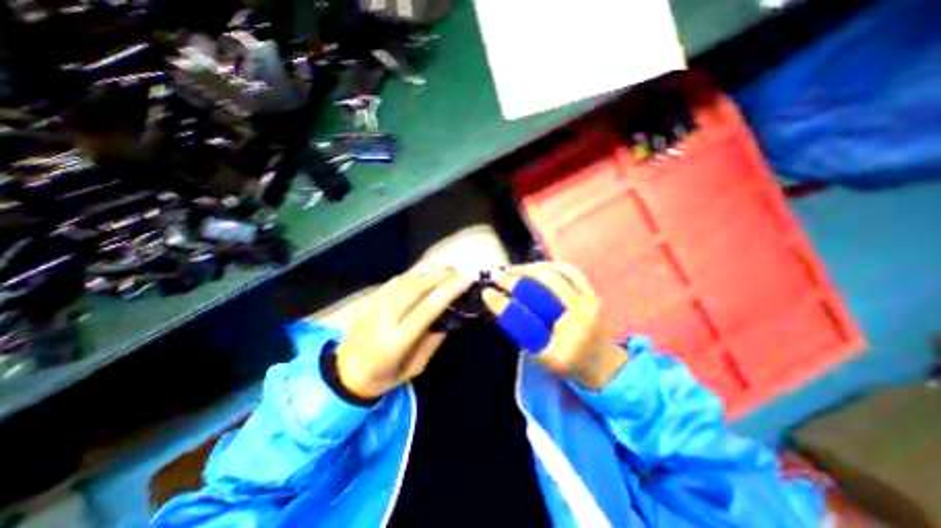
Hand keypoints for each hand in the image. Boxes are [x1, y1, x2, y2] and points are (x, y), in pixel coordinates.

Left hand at [334, 268, 473, 400]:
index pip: (427, 309)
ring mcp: (372, 308)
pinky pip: (392, 283)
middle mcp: (383, 320)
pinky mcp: (366, 301)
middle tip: (458, 271)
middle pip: (415, 289)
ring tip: (445, 271)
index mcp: (396, 341)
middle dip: (440, 276)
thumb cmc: (383, 377)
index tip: (466, 279)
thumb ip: (432, 342)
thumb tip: (450, 317)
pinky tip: (423, 275)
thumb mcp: (413, 369)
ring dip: (427, 273)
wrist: (343, 374)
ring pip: (404, 282)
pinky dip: (411, 276)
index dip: (448, 291)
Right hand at [484, 261, 623, 389]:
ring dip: (534, 267)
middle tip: (499, 275)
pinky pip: (572, 271)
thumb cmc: (570, 364)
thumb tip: (502, 305)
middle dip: (518, 277)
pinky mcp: (594, 293)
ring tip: (516, 269)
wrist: (604, 365)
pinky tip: (538, 267)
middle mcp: (581, 315)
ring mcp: (591, 301)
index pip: (527, 318)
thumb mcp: (542, 357)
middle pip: (546, 285)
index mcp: (565, 341)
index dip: (503, 304)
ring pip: (560, 272)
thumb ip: (523, 333)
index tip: (487, 293)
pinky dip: (552, 265)